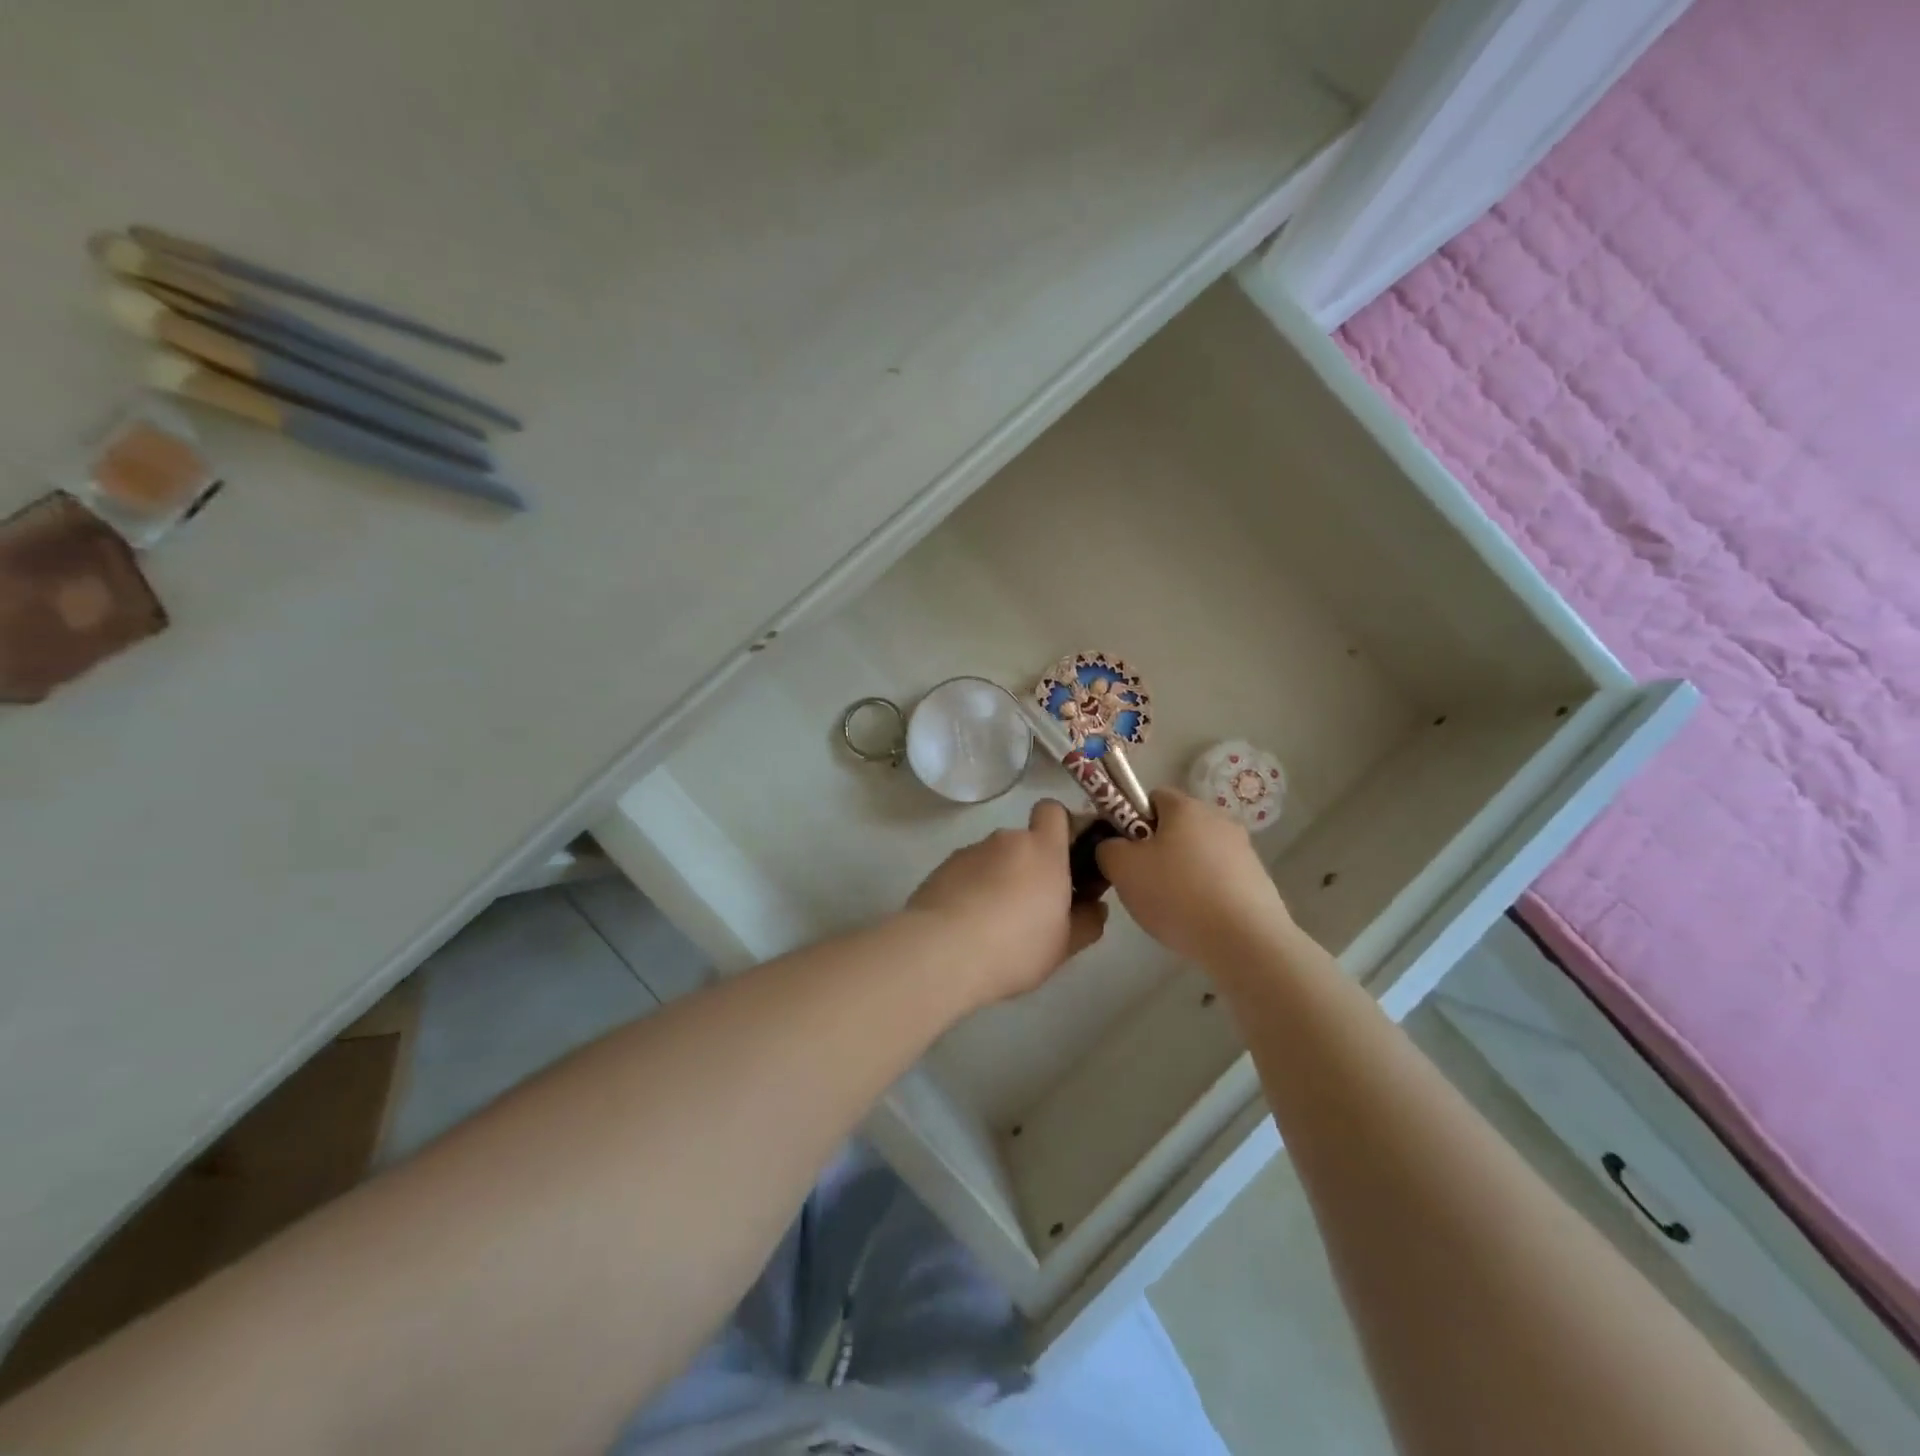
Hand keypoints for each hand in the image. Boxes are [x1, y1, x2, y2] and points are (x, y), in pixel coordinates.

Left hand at [907, 799, 1106, 1002]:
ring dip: (1000, 879)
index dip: (1062, 827)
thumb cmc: (1016, 946)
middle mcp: (1006, 840)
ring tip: (994, 924)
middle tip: (1033, 907)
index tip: (1066, 859)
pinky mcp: (941, 868)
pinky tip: (968, 926)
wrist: (942, 954)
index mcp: (1043, 849)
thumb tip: (1095, 906)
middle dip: (1031, 866)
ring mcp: (970, 852)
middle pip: (1024, 841)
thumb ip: (1087, 921)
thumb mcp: (1064, 945)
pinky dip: (972, 890)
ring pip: (995, 859)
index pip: (1054, 810)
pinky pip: (968, 873)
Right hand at [1095, 789, 1292, 967]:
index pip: (1152, 797)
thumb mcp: (1122, 868)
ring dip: (1182, 873)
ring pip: (1198, 854)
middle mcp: (1218, 818)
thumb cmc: (1177, 895)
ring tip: (1172, 908)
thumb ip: (1108, 848)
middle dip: (1157, 850)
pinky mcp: (1258, 880)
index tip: (1126, 852)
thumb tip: (1115, 846)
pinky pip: (1219, 878)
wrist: (1246, 941)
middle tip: (1143, 882)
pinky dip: (1205, 893)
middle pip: (1177, 826)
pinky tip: (1198, 920)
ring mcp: (1243, 849)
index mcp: (1186, 807)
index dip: (1132, 820)